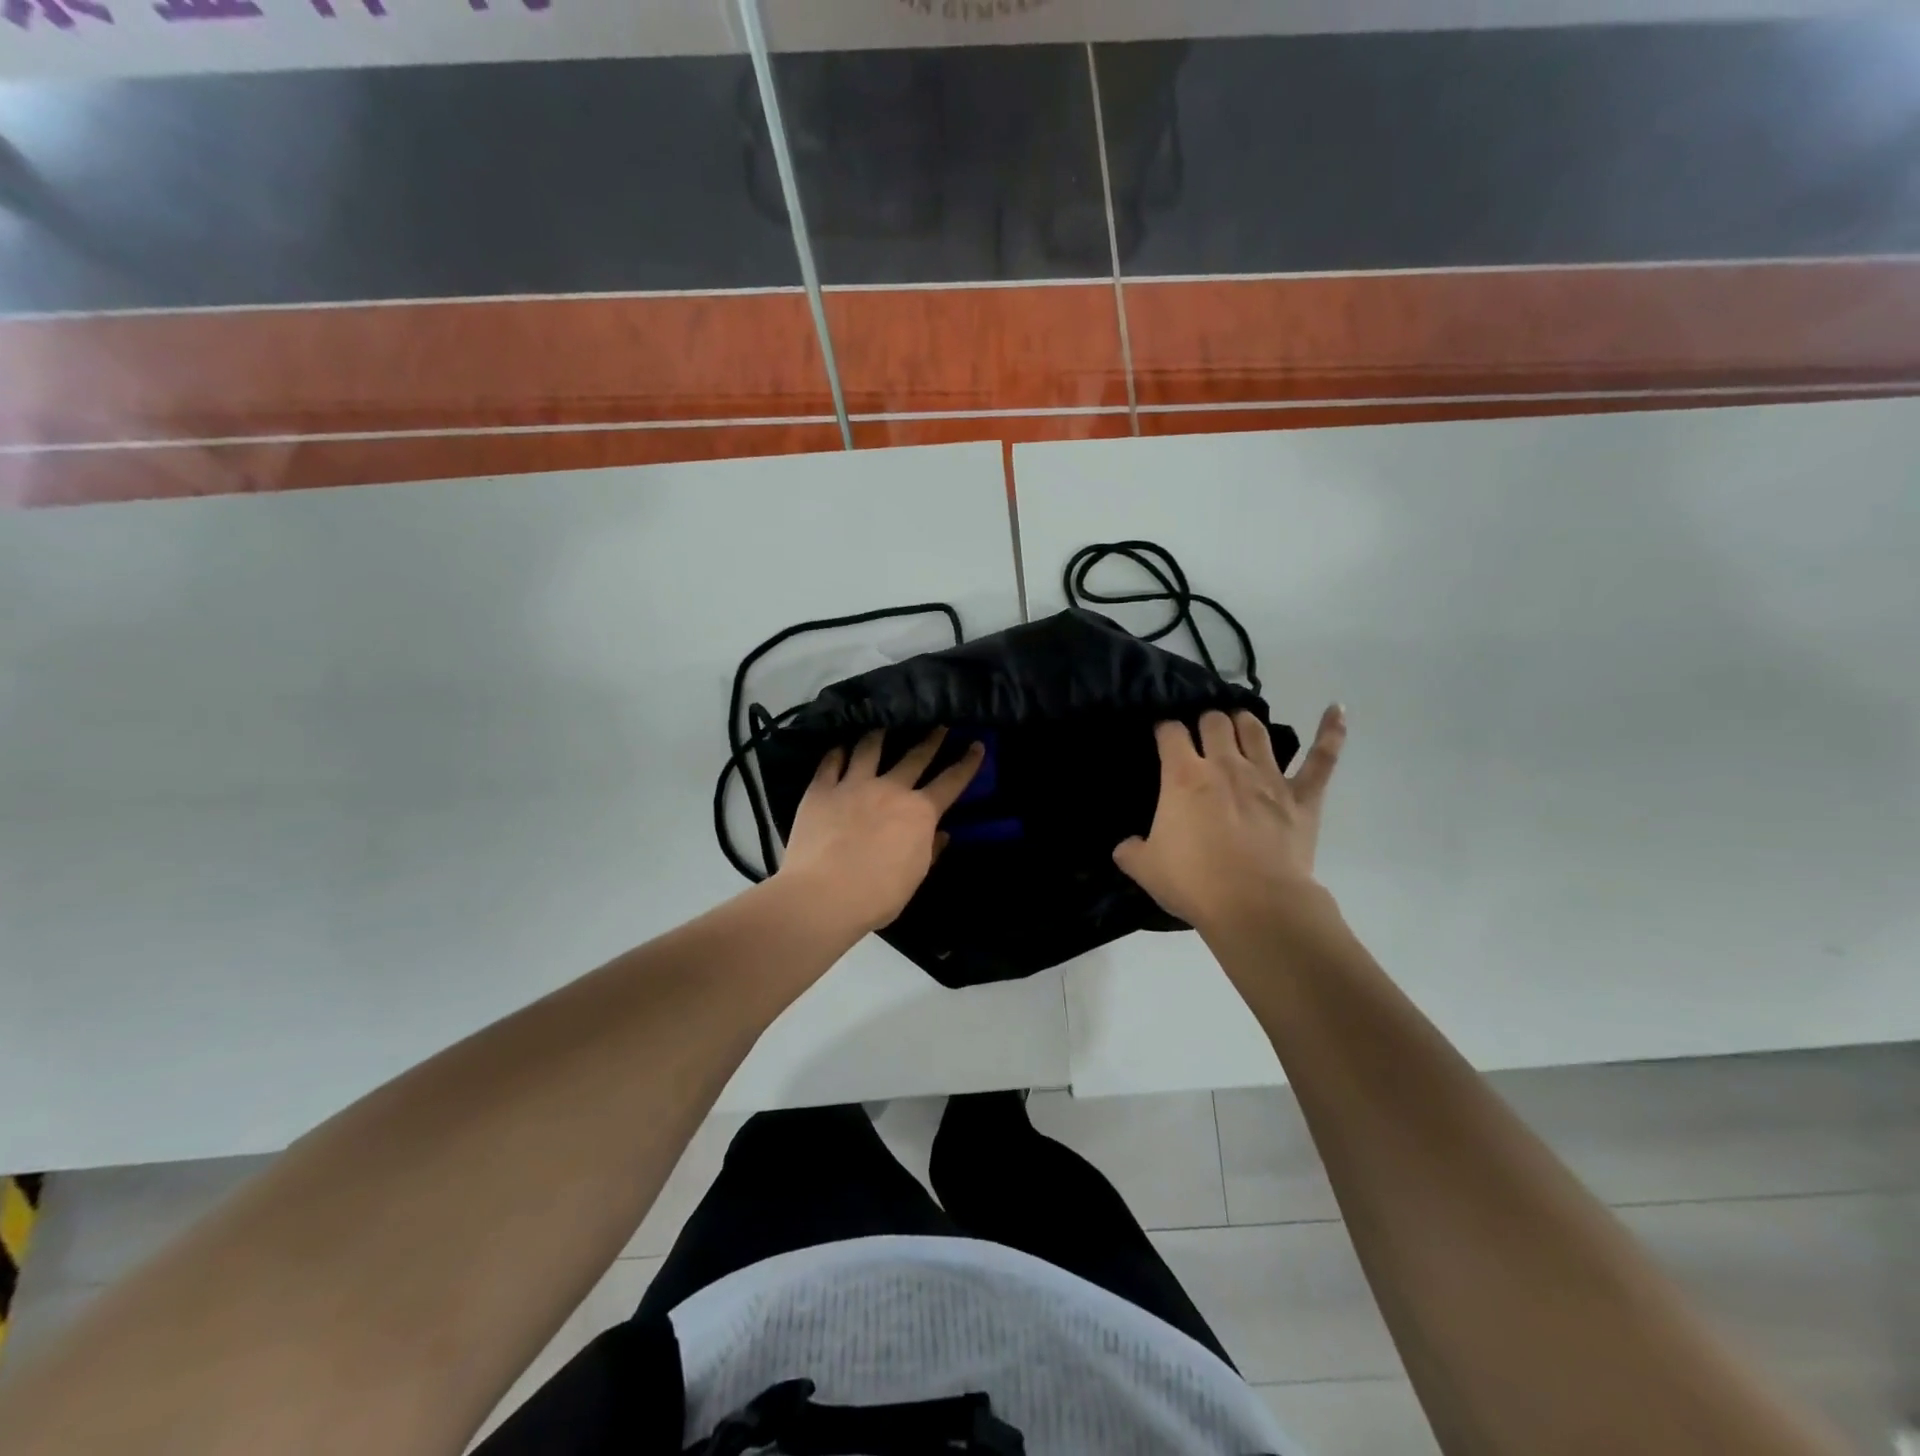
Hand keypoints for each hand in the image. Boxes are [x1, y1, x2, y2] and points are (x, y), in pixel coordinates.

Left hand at [777, 727, 984, 934]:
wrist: (823, 895)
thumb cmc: (877, 895)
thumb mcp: (914, 876)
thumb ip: (930, 850)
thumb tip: (942, 833)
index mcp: (919, 812)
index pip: (951, 782)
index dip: (967, 763)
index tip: (977, 745)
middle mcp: (890, 789)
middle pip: (915, 756)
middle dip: (931, 738)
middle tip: (939, 724)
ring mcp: (853, 785)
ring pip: (869, 748)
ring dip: (879, 734)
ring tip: (882, 725)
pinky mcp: (821, 789)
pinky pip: (831, 762)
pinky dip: (838, 752)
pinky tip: (840, 746)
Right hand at [1114, 705, 1345, 932]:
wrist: (1255, 906)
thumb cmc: (1195, 883)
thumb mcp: (1146, 868)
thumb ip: (1130, 851)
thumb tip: (1125, 846)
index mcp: (1183, 776)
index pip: (1170, 733)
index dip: (1165, 730)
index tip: (1163, 737)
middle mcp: (1225, 764)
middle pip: (1215, 721)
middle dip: (1205, 722)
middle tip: (1201, 737)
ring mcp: (1268, 776)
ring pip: (1256, 729)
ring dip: (1244, 722)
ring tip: (1238, 725)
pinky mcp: (1302, 795)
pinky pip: (1322, 758)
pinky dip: (1331, 732)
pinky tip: (1336, 709)